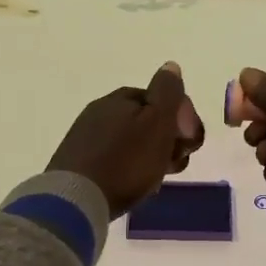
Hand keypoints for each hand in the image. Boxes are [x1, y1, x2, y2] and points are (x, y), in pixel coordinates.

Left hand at [49, 63, 204, 217]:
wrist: (77, 199)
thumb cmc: (126, 162)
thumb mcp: (157, 123)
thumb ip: (167, 92)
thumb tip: (170, 66)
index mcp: (120, 98)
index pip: (161, 99)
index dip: (182, 120)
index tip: (188, 144)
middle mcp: (100, 111)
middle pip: (146, 122)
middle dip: (167, 140)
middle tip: (174, 165)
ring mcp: (85, 137)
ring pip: (131, 142)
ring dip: (150, 157)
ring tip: (155, 179)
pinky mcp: (77, 162)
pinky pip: (113, 159)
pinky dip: (129, 168)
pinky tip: (132, 185)